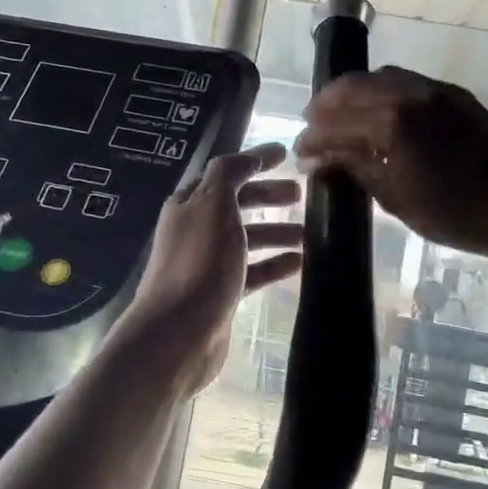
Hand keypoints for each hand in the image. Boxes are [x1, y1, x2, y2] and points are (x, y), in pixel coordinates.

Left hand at [121, 143, 303, 392]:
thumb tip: (246, 159)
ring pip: (247, 239)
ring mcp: (207, 264)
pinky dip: (274, 264)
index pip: (225, 173)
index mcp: (190, 204)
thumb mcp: (214, 206)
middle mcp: (196, 230)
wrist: (178, 333)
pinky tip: (299, 264)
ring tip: (310, 232)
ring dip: (276, 231)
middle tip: (301, 195)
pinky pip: (252, 271)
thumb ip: (228, 175)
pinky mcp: (220, 294)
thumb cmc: (199, 263)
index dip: (254, 161)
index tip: (287, 155)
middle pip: (237, 205)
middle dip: (268, 196)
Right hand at [295, 67, 487, 259]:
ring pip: (381, 77)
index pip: (336, 124)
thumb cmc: (456, 214)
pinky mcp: (455, 95)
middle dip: (326, 105)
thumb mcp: (396, 198)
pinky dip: (383, 91)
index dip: (312, 138)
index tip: (300, 152)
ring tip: (342, 116)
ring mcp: (435, 90)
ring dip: (354, 93)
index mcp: (392, 123)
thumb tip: (319, 159)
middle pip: (353, 87)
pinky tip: (379, 113)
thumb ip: (355, 168)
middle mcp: (410, 94)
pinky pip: (408, 82)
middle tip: (311, 125)